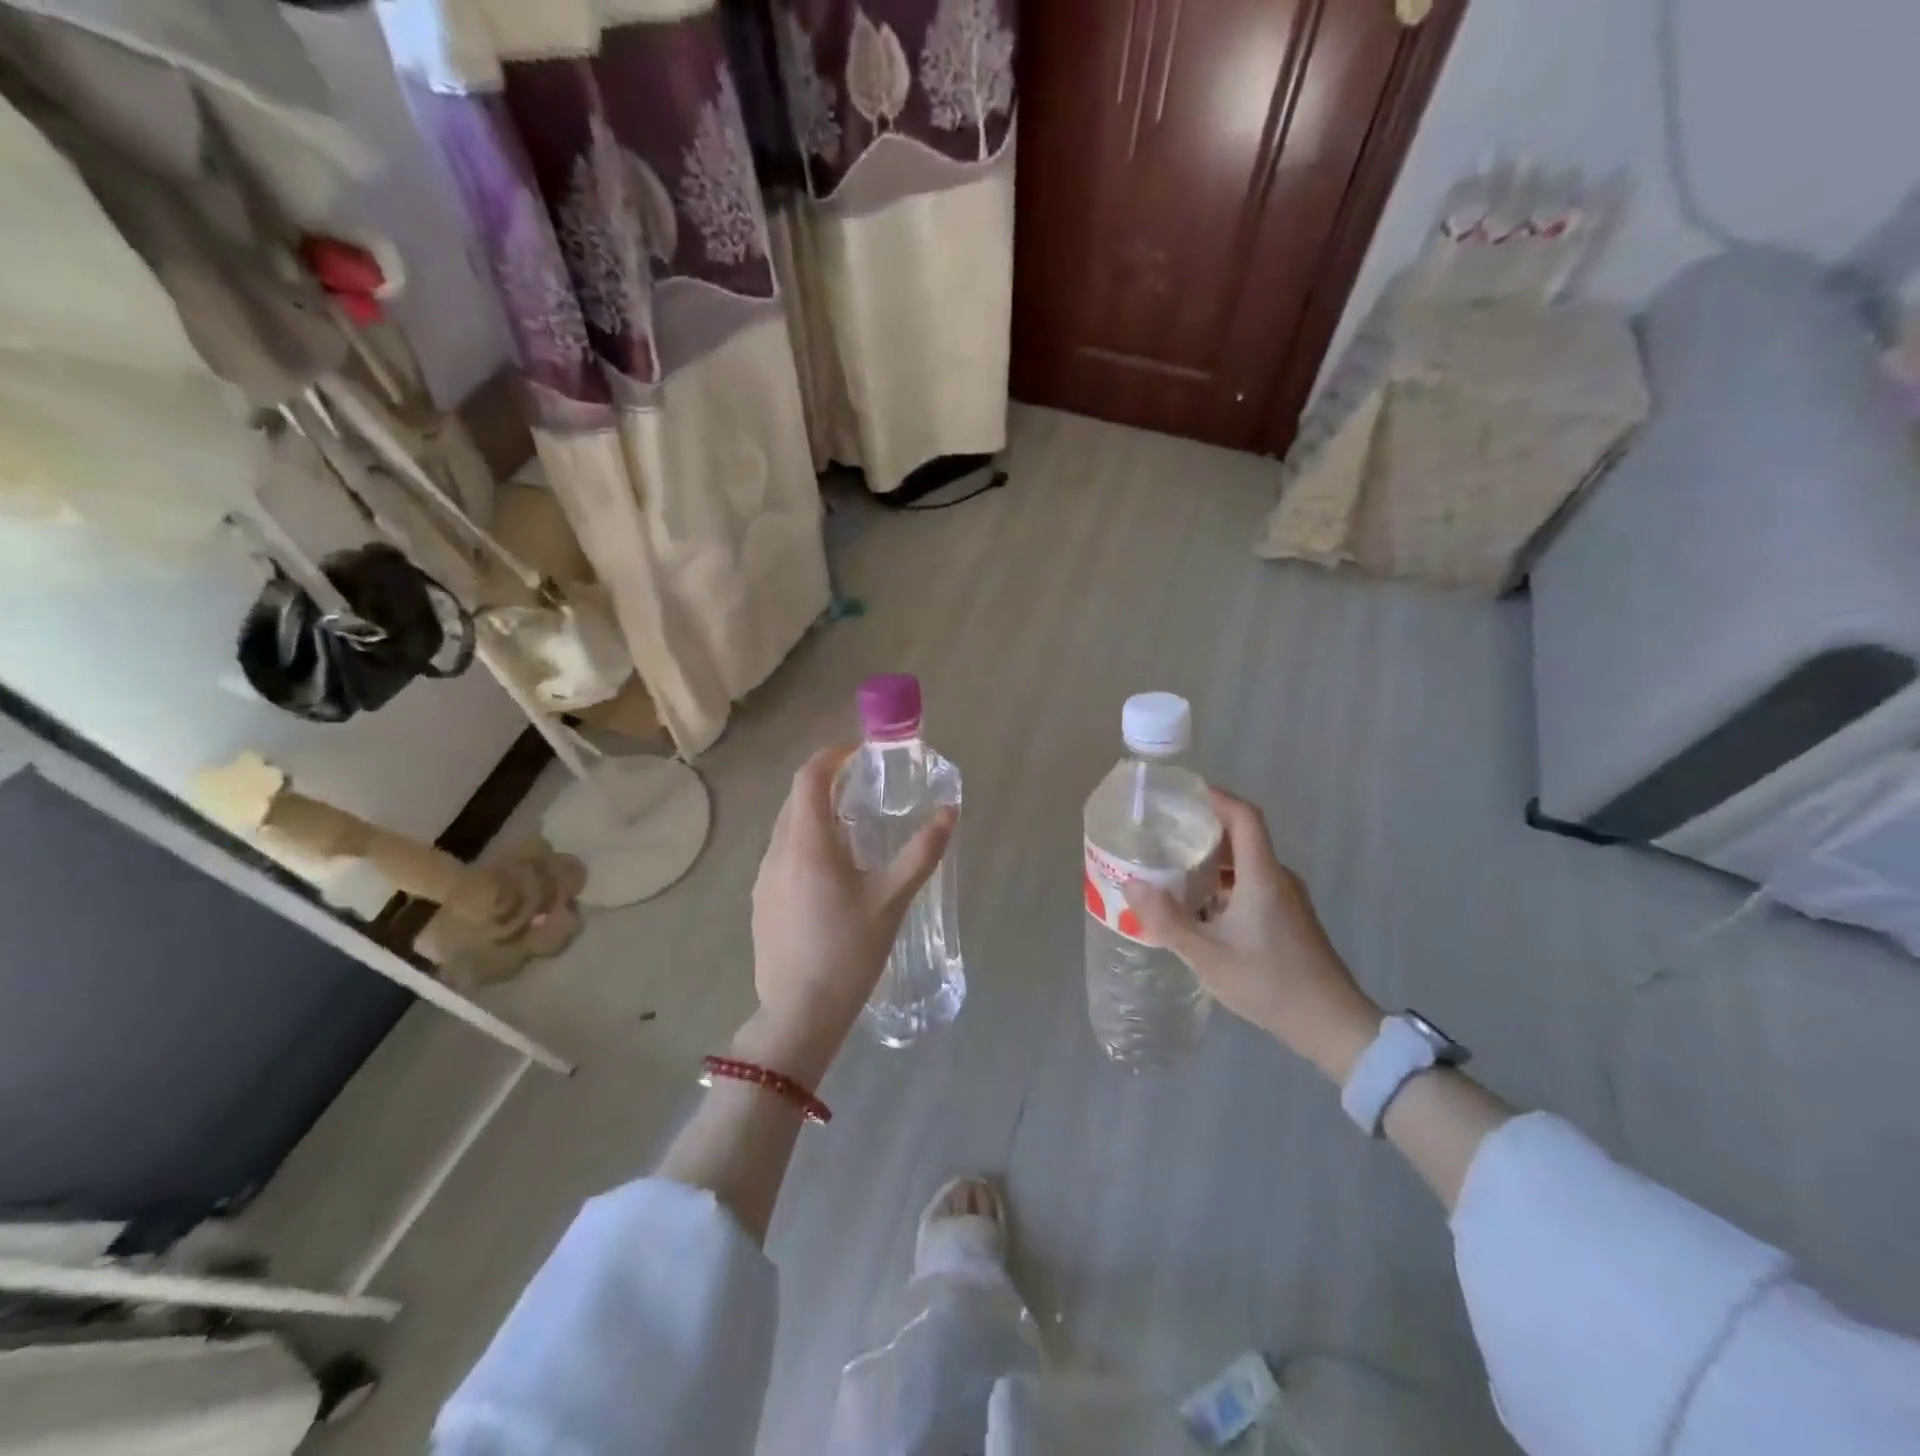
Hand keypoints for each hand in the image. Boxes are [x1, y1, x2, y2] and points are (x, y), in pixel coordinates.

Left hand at [743, 745, 955, 1080]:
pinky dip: (805, 841)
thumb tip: (949, 811)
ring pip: (787, 827)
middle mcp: (777, 851)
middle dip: (826, 782)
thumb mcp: (892, 900)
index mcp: (807, 844)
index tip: (860, 753)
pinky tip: (832, 871)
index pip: (809, 778)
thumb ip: (922, 852)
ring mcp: (763, 877)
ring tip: (853, 827)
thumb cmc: (848, 952)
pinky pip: (782, 854)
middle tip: (864, 786)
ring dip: (815, 813)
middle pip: (796, 799)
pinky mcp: (761, 901)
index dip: (832, 756)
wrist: (798, 1014)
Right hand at [1123, 789, 1381, 1080]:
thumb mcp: (1207, 956)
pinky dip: (1224, 884)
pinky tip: (1200, 908)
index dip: (1216, 797)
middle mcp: (1278, 878)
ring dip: (1212, 861)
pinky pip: (1253, 884)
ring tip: (1173, 870)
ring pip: (1246, 864)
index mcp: (1262, 876)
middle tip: (1164, 834)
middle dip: (1203, 830)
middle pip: (1242, 837)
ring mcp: (1288, 899)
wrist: (1332, 1026)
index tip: (1182, 793)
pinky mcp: (1289, 919)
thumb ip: (1167, 920)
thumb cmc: (1269, 983)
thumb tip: (1131, 885)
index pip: (1244, 816)